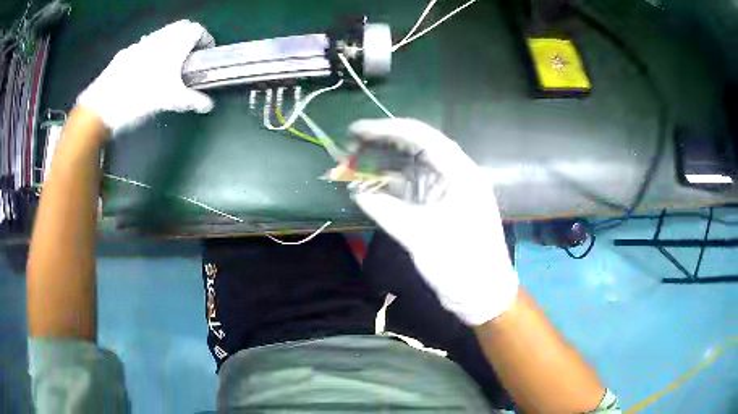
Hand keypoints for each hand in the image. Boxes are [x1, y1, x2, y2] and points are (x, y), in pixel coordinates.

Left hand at [77, 20, 214, 134]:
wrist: (103, 105)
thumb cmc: (141, 98)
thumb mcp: (170, 101)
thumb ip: (192, 100)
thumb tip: (208, 105)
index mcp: (175, 43)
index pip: (199, 30)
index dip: (206, 40)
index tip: (205, 53)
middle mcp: (160, 37)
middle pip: (182, 27)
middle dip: (189, 38)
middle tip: (189, 57)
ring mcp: (141, 43)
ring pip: (163, 34)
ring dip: (170, 42)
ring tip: (167, 64)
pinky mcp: (126, 52)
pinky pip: (145, 45)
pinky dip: (152, 50)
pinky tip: (145, 70)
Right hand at [350, 118, 517, 325]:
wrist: (482, 294)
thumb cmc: (460, 264)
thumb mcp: (421, 236)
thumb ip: (386, 210)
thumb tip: (356, 192)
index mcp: (460, 173)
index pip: (422, 137)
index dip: (387, 129)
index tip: (357, 131)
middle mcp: (454, 175)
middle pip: (415, 149)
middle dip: (382, 145)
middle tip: (350, 147)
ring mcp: (447, 191)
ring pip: (411, 169)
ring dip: (383, 167)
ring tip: (353, 165)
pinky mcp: (439, 208)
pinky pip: (412, 190)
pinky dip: (390, 188)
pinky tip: (368, 188)